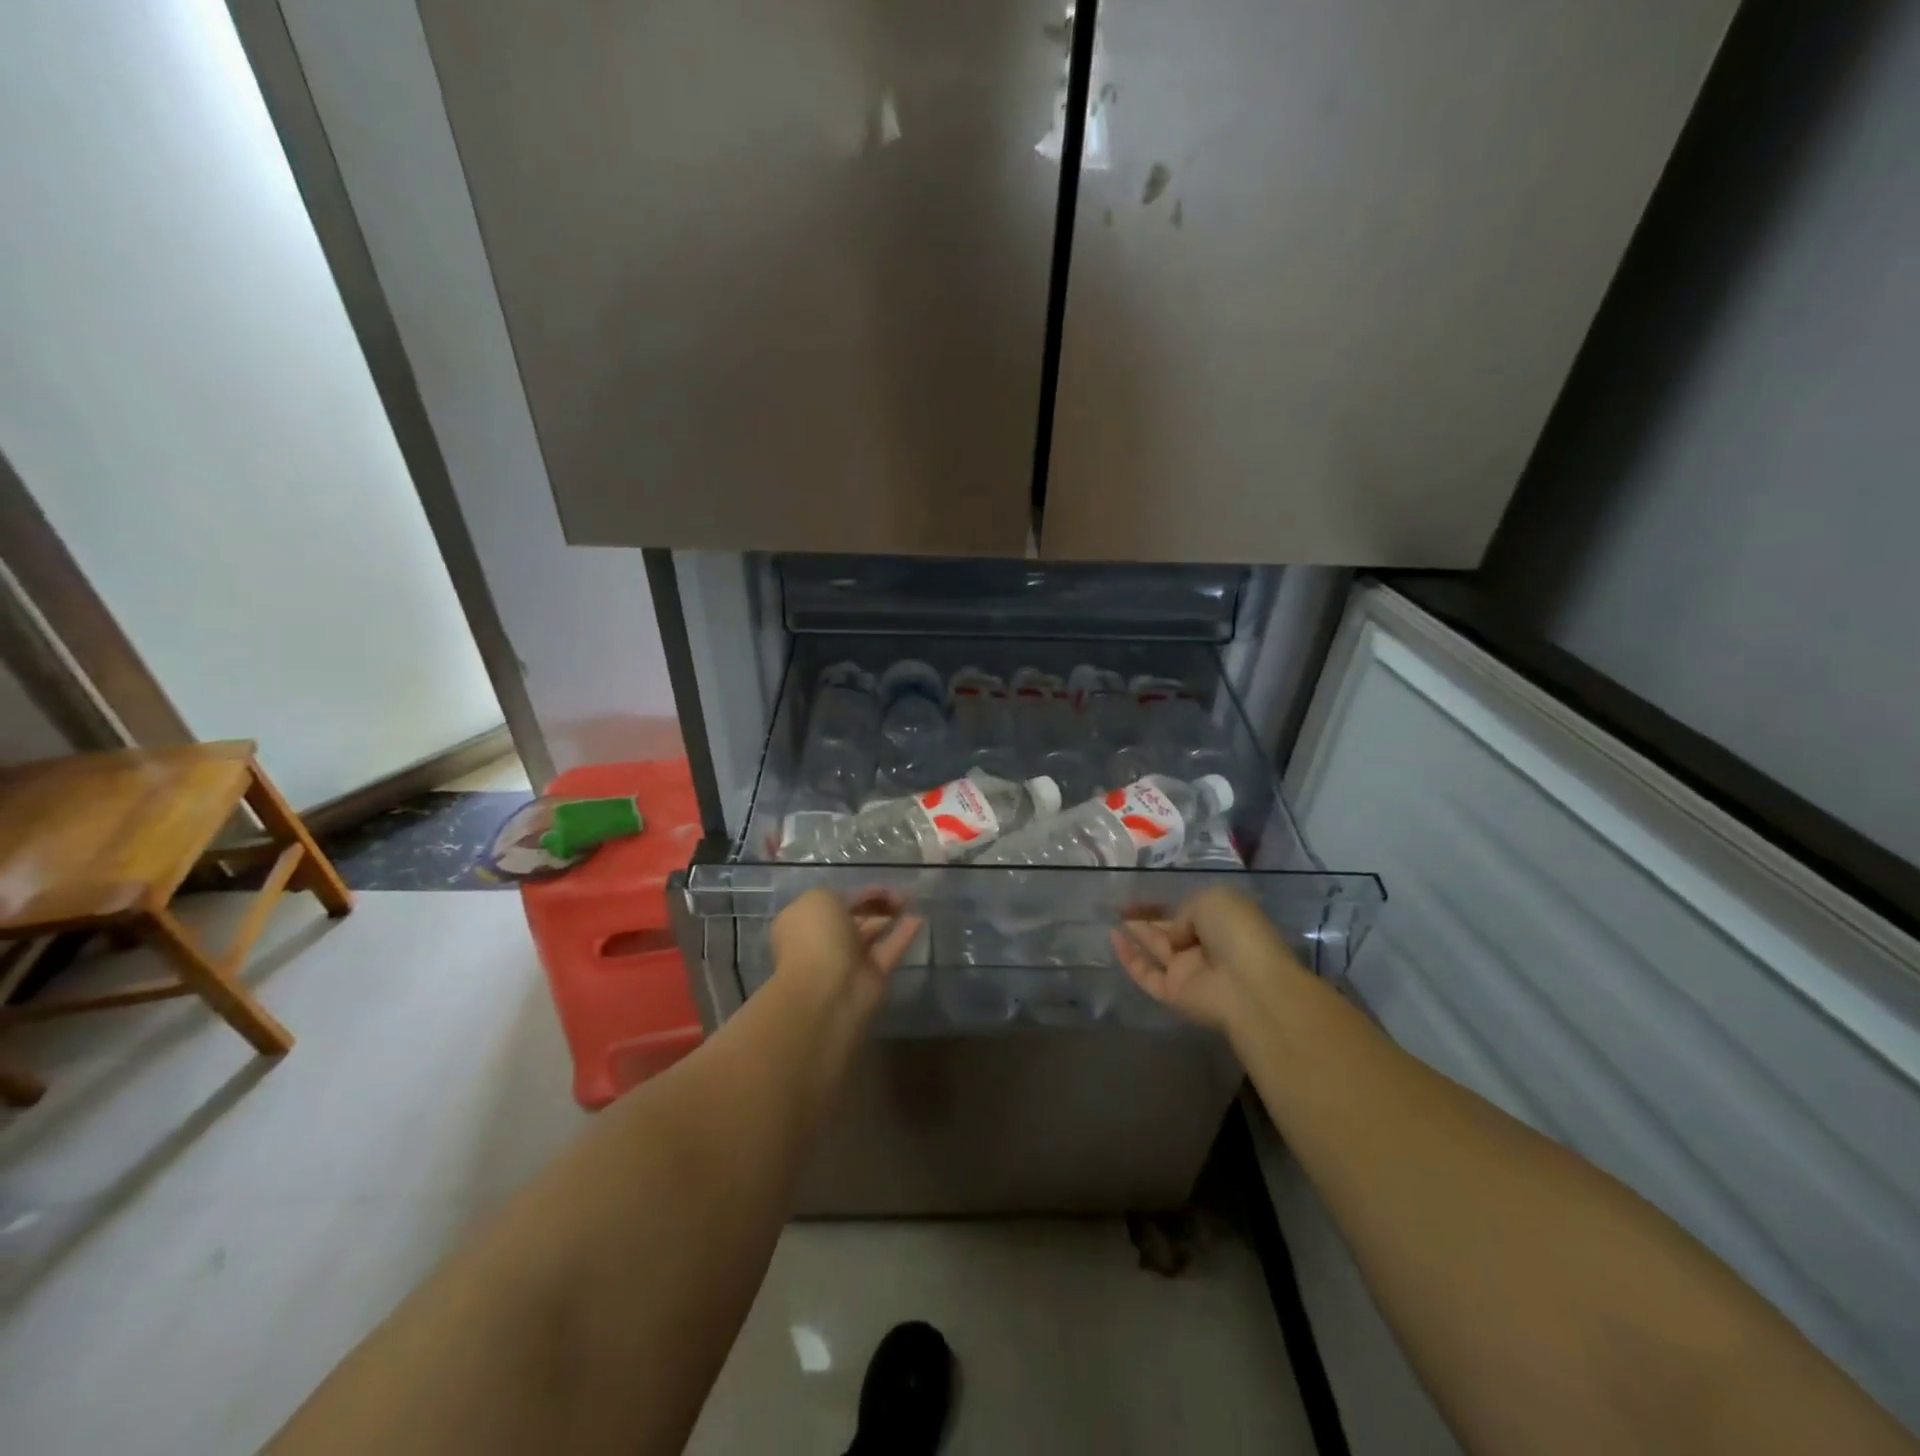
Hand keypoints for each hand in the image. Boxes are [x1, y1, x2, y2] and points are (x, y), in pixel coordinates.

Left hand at [770, 888, 922, 1011]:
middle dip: (876, 904)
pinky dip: (904, 935)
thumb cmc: (816, 937)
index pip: (835, 902)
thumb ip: (841, 895)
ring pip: (873, 933)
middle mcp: (825, 941)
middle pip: (855, 917)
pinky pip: (890, 950)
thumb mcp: (820, 898)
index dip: (858, 893)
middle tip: (899, 894)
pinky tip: (919, 918)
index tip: (882, 886)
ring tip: (911, 900)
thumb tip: (858, 902)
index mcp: (805, 921)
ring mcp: (849, 961)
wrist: (826, 992)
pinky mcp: (873, 977)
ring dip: (890, 917)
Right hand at [1111, 887, 1306, 1034]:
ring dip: (1135, 935)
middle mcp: (1204, 946)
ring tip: (1109, 916)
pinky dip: (1129, 957)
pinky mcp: (1173, 993)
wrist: (1248, 984)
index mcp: (1221, 922)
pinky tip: (1113, 937)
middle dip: (1147, 918)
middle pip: (1170, 930)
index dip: (1167, 904)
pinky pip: (1146, 973)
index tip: (1142, 895)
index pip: (1189, 911)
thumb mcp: (1211, 899)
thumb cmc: (1236, 932)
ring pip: (1156, 950)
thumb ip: (1184, 911)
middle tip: (1119, 904)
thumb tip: (1174, 934)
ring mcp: (1188, 971)